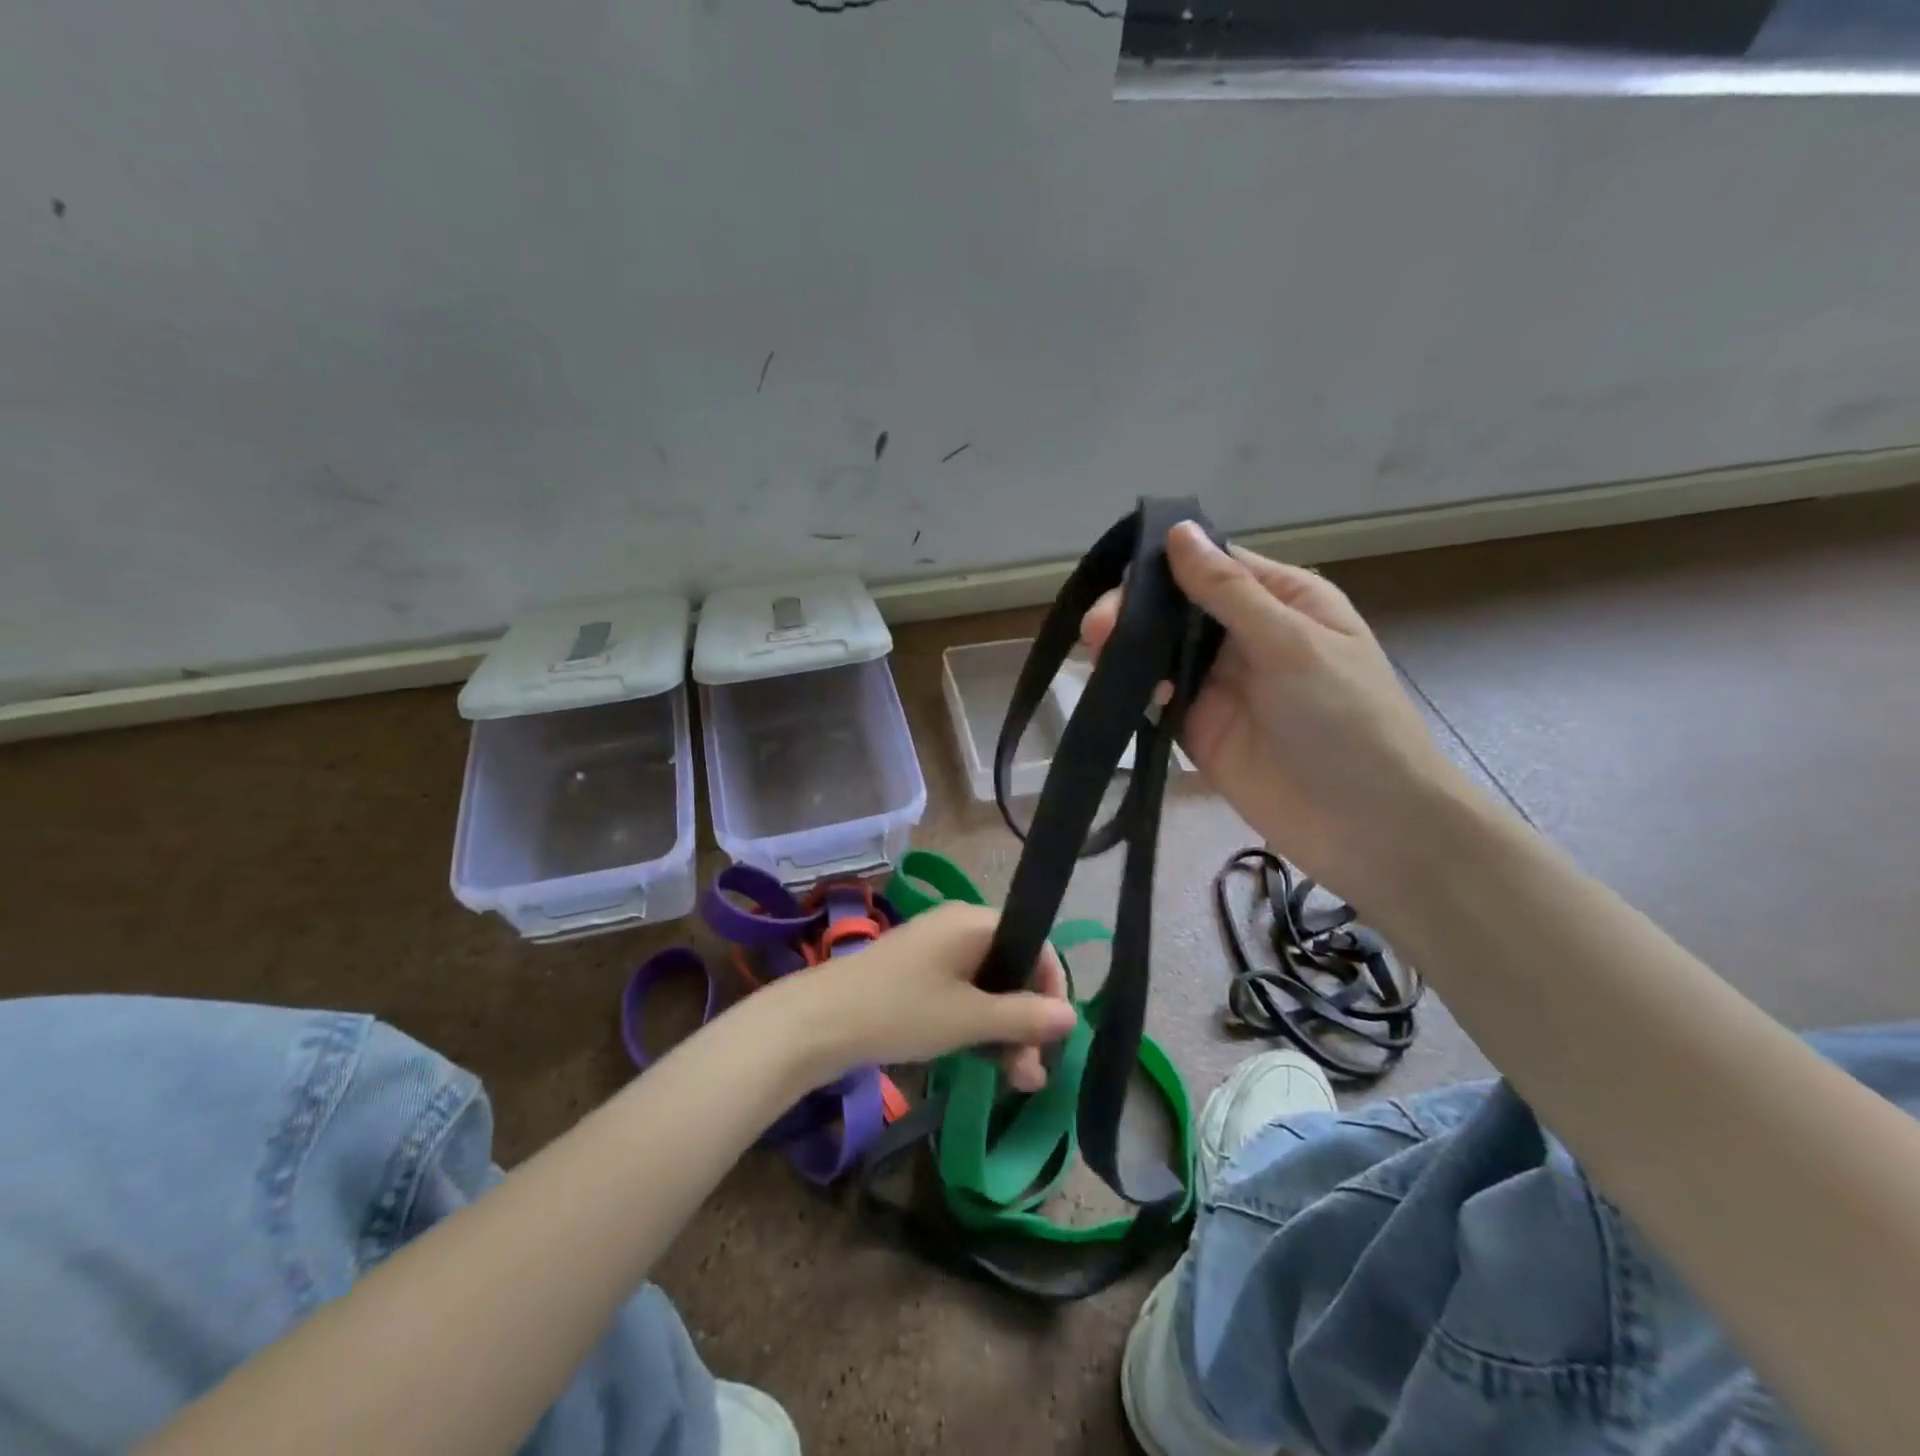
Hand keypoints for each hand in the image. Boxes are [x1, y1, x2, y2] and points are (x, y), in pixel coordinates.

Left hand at [765, 904, 1077, 1091]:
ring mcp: (935, 950)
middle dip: (1027, 1021)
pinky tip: (983, 1062)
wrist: (819, 1022)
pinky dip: (976, 1025)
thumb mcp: (970, 1018)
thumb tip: (1073, 1015)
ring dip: (1004, 1031)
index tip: (1054, 1038)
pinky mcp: (916, 975)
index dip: (1051, 990)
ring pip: (987, 987)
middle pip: (1012, 969)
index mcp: (975, 921)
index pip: (1036, 945)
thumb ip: (1024, 1016)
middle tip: (1031, 1074)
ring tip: (1014, 1081)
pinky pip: (961, 994)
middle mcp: (958, 927)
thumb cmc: (902, 1010)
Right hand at [1081, 522, 1466, 901]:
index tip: (1121, 576)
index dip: (1165, 566)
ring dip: (1127, 650)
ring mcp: (1218, 686)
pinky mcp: (1196, 729)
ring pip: (1158, 653)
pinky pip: (1156, 700)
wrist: (1366, 825)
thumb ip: (1229, 593)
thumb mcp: (1293, 643)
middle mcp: (1245, 637)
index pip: (1212, 567)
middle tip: (1097, 630)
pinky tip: (1129, 693)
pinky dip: (1137, 692)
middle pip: (1175, 610)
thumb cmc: (1346, 719)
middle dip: (1134, 612)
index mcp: (1280, 601)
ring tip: (1098, 655)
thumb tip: (1179, 531)